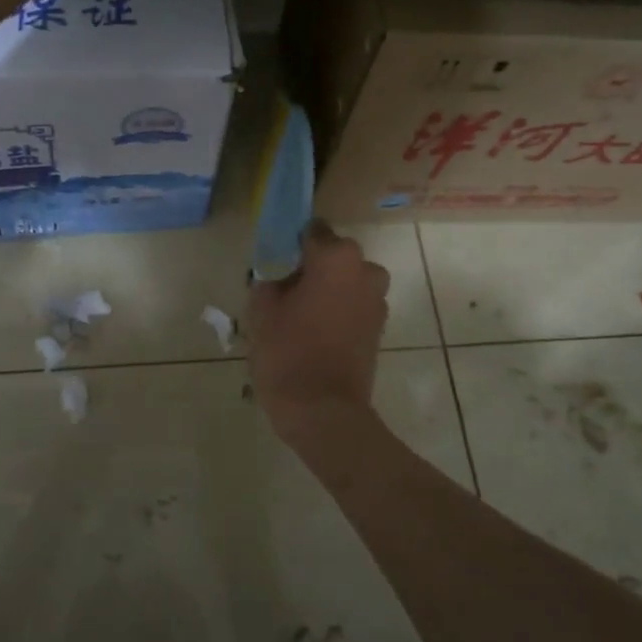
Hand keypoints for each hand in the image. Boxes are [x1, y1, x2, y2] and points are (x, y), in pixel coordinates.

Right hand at [246, 221, 390, 426]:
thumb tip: (276, 271)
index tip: (273, 260)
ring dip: (325, 288)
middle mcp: (364, 269)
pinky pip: (354, 302)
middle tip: (282, 290)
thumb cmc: (288, 353)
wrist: (324, 411)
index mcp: (336, 257)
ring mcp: (377, 298)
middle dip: (309, 266)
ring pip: (345, 279)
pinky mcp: (379, 325)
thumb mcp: (262, 310)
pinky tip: (314, 330)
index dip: (290, 243)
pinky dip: (337, 308)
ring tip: (297, 314)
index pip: (311, 231)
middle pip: (331, 255)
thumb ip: (268, 278)